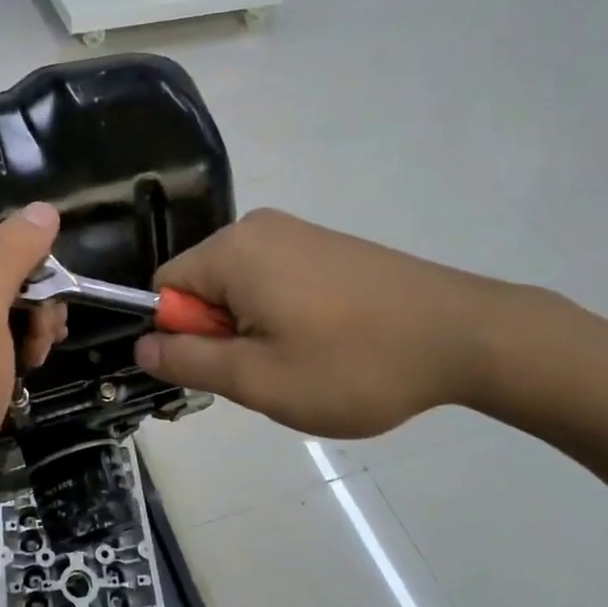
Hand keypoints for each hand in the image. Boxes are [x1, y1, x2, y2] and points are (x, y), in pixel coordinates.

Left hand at [0, 202, 65, 494]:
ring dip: (35, 331)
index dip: (43, 280)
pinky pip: (7, 323)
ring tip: (26, 363)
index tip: (40, 323)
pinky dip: (21, 345)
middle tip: (33, 349)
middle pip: (22, 268)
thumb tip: (46, 209)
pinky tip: (18, 369)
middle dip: (40, 309)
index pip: (20, 239)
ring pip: (21, 298)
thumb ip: (10, 256)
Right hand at [135, 209, 510, 437]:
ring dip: (256, 329)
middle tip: (273, 371)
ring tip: (306, 361)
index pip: (164, 288)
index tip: (232, 367)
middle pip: (203, 286)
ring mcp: (296, 231)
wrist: (465, 335)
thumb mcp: (258, 379)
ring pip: (240, 288)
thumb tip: (142, 343)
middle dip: (223, 334)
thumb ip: (188, 360)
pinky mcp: (326, 244)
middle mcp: (257, 227)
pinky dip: (285, 314)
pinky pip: (275, 279)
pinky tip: (329, 341)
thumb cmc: (352, 364)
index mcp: (231, 250)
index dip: (185, 335)